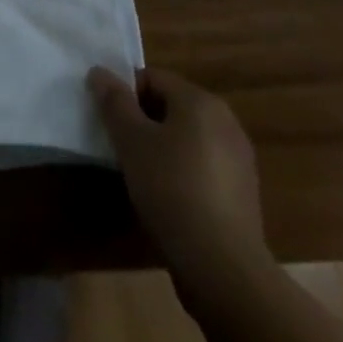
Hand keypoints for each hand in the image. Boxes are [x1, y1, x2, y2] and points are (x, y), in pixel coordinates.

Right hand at [88, 66, 266, 274]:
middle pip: (171, 106)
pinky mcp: (243, 193)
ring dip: (163, 149)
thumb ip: (114, 102)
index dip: (126, 95)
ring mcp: (239, 158)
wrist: (224, 270)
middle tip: (123, 150)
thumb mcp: (131, 142)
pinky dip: (184, 174)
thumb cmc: (172, 191)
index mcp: (200, 100)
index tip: (111, 124)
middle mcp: (225, 120)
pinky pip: (203, 168)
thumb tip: (99, 71)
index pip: (152, 78)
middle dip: (144, 123)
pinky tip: (170, 202)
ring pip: (187, 138)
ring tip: (143, 178)